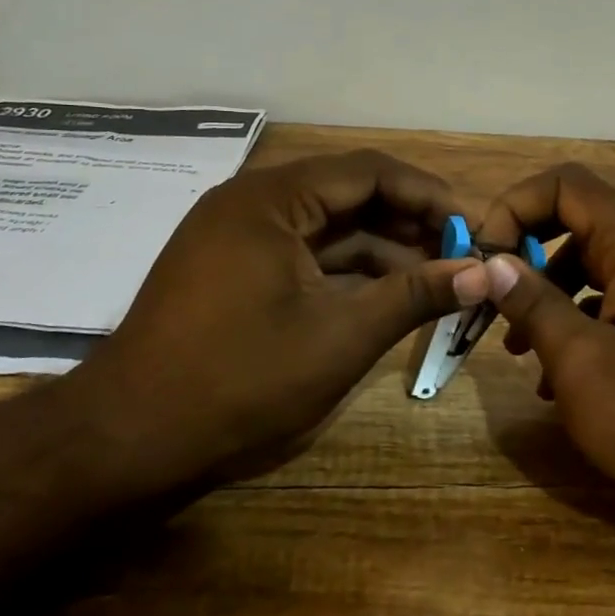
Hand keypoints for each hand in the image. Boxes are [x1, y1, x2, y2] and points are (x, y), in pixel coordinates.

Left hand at [59, 150, 474, 498]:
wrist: (128, 443)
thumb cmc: (239, 383)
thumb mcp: (340, 337)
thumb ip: (416, 295)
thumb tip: (485, 273)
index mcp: (271, 200)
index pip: (369, 172)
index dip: (429, 196)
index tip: (474, 228)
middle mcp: (253, 203)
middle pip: (350, 195)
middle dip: (410, 223)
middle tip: (464, 255)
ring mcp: (240, 237)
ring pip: (330, 228)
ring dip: (384, 250)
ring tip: (441, 277)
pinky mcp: (236, 270)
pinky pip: (307, 255)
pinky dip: (350, 271)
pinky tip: (392, 294)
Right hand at [467, 163, 614, 547]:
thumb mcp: (584, 365)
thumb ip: (534, 305)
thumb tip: (493, 262)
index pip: (566, 185)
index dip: (516, 207)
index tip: (487, 260)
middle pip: (579, 221)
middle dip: (528, 256)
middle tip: (496, 304)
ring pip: (596, 264)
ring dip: (550, 295)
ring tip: (520, 350)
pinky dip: (583, 321)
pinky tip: (562, 378)